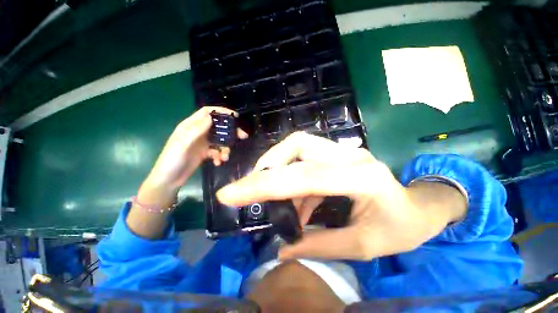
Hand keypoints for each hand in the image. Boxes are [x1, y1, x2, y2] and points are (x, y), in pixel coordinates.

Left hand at [144, 106, 247, 189]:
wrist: (169, 179)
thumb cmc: (173, 159)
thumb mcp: (183, 143)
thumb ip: (197, 130)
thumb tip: (211, 117)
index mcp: (191, 126)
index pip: (207, 113)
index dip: (221, 112)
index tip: (235, 116)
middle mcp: (199, 132)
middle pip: (218, 127)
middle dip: (231, 131)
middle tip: (243, 136)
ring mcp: (203, 143)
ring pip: (220, 141)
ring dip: (225, 148)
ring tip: (225, 157)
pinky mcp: (205, 153)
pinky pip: (217, 151)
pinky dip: (220, 156)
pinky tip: (218, 162)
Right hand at [216, 132, 465, 259]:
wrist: (419, 206)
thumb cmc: (401, 228)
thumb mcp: (365, 246)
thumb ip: (321, 245)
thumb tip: (282, 250)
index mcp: (361, 177)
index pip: (302, 177)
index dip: (263, 184)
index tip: (230, 194)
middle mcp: (349, 155)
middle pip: (296, 145)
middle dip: (267, 166)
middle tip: (251, 188)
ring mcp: (343, 151)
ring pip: (297, 146)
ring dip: (278, 170)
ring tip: (275, 199)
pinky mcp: (336, 154)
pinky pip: (304, 159)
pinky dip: (291, 178)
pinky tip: (295, 202)